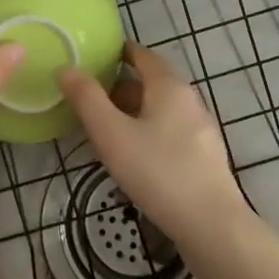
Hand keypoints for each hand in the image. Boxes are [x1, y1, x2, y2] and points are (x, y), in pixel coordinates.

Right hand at [58, 41, 250, 251]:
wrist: (212, 227)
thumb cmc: (158, 172)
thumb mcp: (112, 134)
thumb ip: (86, 99)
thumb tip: (66, 67)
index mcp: (169, 86)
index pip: (142, 54)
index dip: (118, 51)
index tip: (93, 56)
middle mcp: (189, 100)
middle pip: (151, 82)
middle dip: (120, 85)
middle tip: (88, 95)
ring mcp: (200, 130)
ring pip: (160, 109)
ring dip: (133, 111)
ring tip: (103, 126)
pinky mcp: (204, 157)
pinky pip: (169, 132)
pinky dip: (147, 131)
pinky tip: (132, 155)